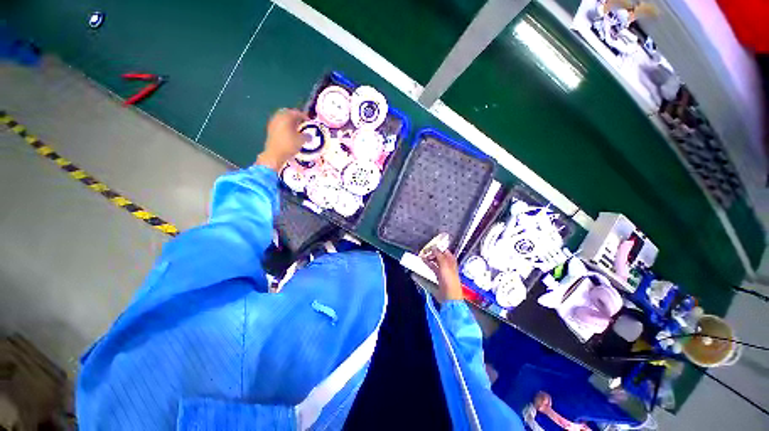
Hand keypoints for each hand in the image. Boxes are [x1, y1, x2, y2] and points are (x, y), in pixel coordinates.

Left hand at [256, 108, 307, 170]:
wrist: (274, 155)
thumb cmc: (289, 145)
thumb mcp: (301, 141)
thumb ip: (307, 136)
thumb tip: (309, 135)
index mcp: (286, 117)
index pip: (296, 112)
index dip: (304, 116)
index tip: (309, 121)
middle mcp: (278, 117)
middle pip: (288, 113)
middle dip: (295, 117)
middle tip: (302, 122)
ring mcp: (273, 123)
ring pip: (283, 119)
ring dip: (290, 122)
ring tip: (297, 128)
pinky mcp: (270, 130)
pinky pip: (280, 124)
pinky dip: (285, 126)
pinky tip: (290, 133)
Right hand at [422, 249, 463, 302]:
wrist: (450, 296)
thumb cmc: (450, 281)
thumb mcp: (444, 265)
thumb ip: (439, 255)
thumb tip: (434, 247)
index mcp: (451, 260)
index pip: (443, 250)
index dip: (436, 248)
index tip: (429, 247)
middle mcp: (448, 264)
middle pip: (439, 255)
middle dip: (431, 253)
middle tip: (424, 252)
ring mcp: (443, 270)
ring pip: (435, 261)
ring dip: (429, 258)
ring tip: (422, 256)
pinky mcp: (439, 275)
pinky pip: (432, 267)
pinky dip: (428, 264)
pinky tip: (423, 262)